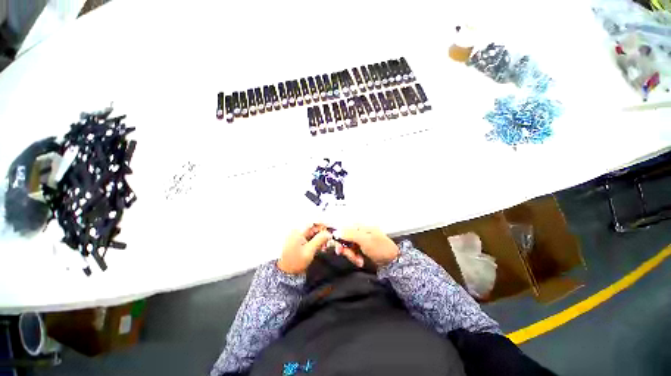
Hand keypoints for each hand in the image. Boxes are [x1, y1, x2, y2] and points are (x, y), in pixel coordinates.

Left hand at [277, 227, 331, 274]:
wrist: (286, 273)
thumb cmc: (295, 262)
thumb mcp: (309, 251)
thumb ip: (320, 240)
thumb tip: (329, 233)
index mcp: (298, 231)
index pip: (312, 221)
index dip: (323, 222)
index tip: (331, 227)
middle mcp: (298, 230)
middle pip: (314, 226)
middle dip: (323, 232)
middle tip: (330, 239)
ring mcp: (299, 235)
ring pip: (314, 231)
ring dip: (321, 237)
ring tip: (325, 246)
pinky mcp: (301, 240)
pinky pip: (311, 236)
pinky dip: (317, 240)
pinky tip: (321, 247)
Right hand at [336, 226, 399, 266]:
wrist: (392, 261)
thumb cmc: (381, 248)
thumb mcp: (365, 240)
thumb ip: (350, 235)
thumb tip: (336, 232)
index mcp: (359, 225)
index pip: (342, 228)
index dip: (337, 238)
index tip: (339, 248)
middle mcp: (357, 231)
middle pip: (343, 238)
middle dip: (346, 250)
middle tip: (351, 256)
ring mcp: (358, 239)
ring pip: (346, 247)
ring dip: (351, 255)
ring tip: (359, 260)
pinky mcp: (359, 247)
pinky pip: (351, 252)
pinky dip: (354, 258)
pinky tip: (360, 261)